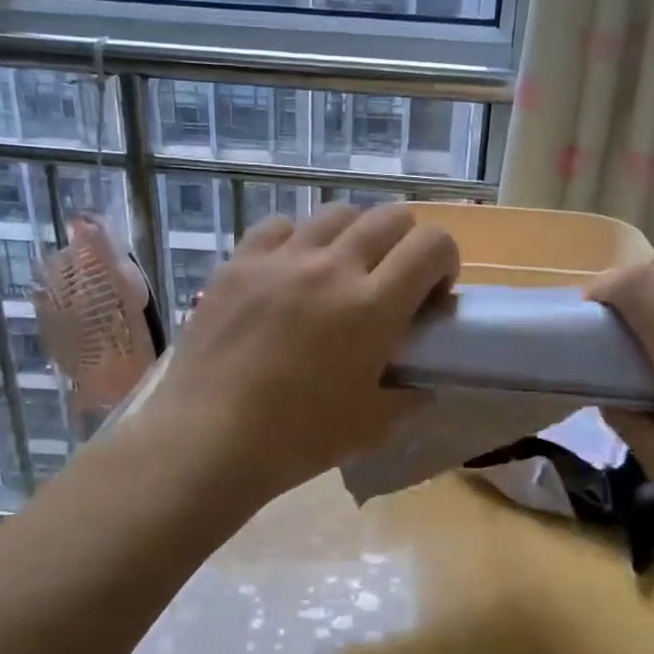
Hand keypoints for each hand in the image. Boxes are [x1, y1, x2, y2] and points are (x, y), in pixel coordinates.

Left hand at [146, 202, 459, 506]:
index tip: (432, 293)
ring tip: (340, 270)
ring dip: (354, 236)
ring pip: (335, 213)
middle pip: (389, 217)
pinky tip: (290, 269)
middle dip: (405, 243)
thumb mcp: (372, 426)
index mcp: (372, 306)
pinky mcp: (238, 263)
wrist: (209, 440)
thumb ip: (409, 397)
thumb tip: (423, 385)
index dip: (445, 261)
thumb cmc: (298, 438)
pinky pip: (279, 226)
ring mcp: (280, 259)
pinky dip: (297, 239)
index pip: (432, 244)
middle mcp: (331, 267)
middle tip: (392, 280)